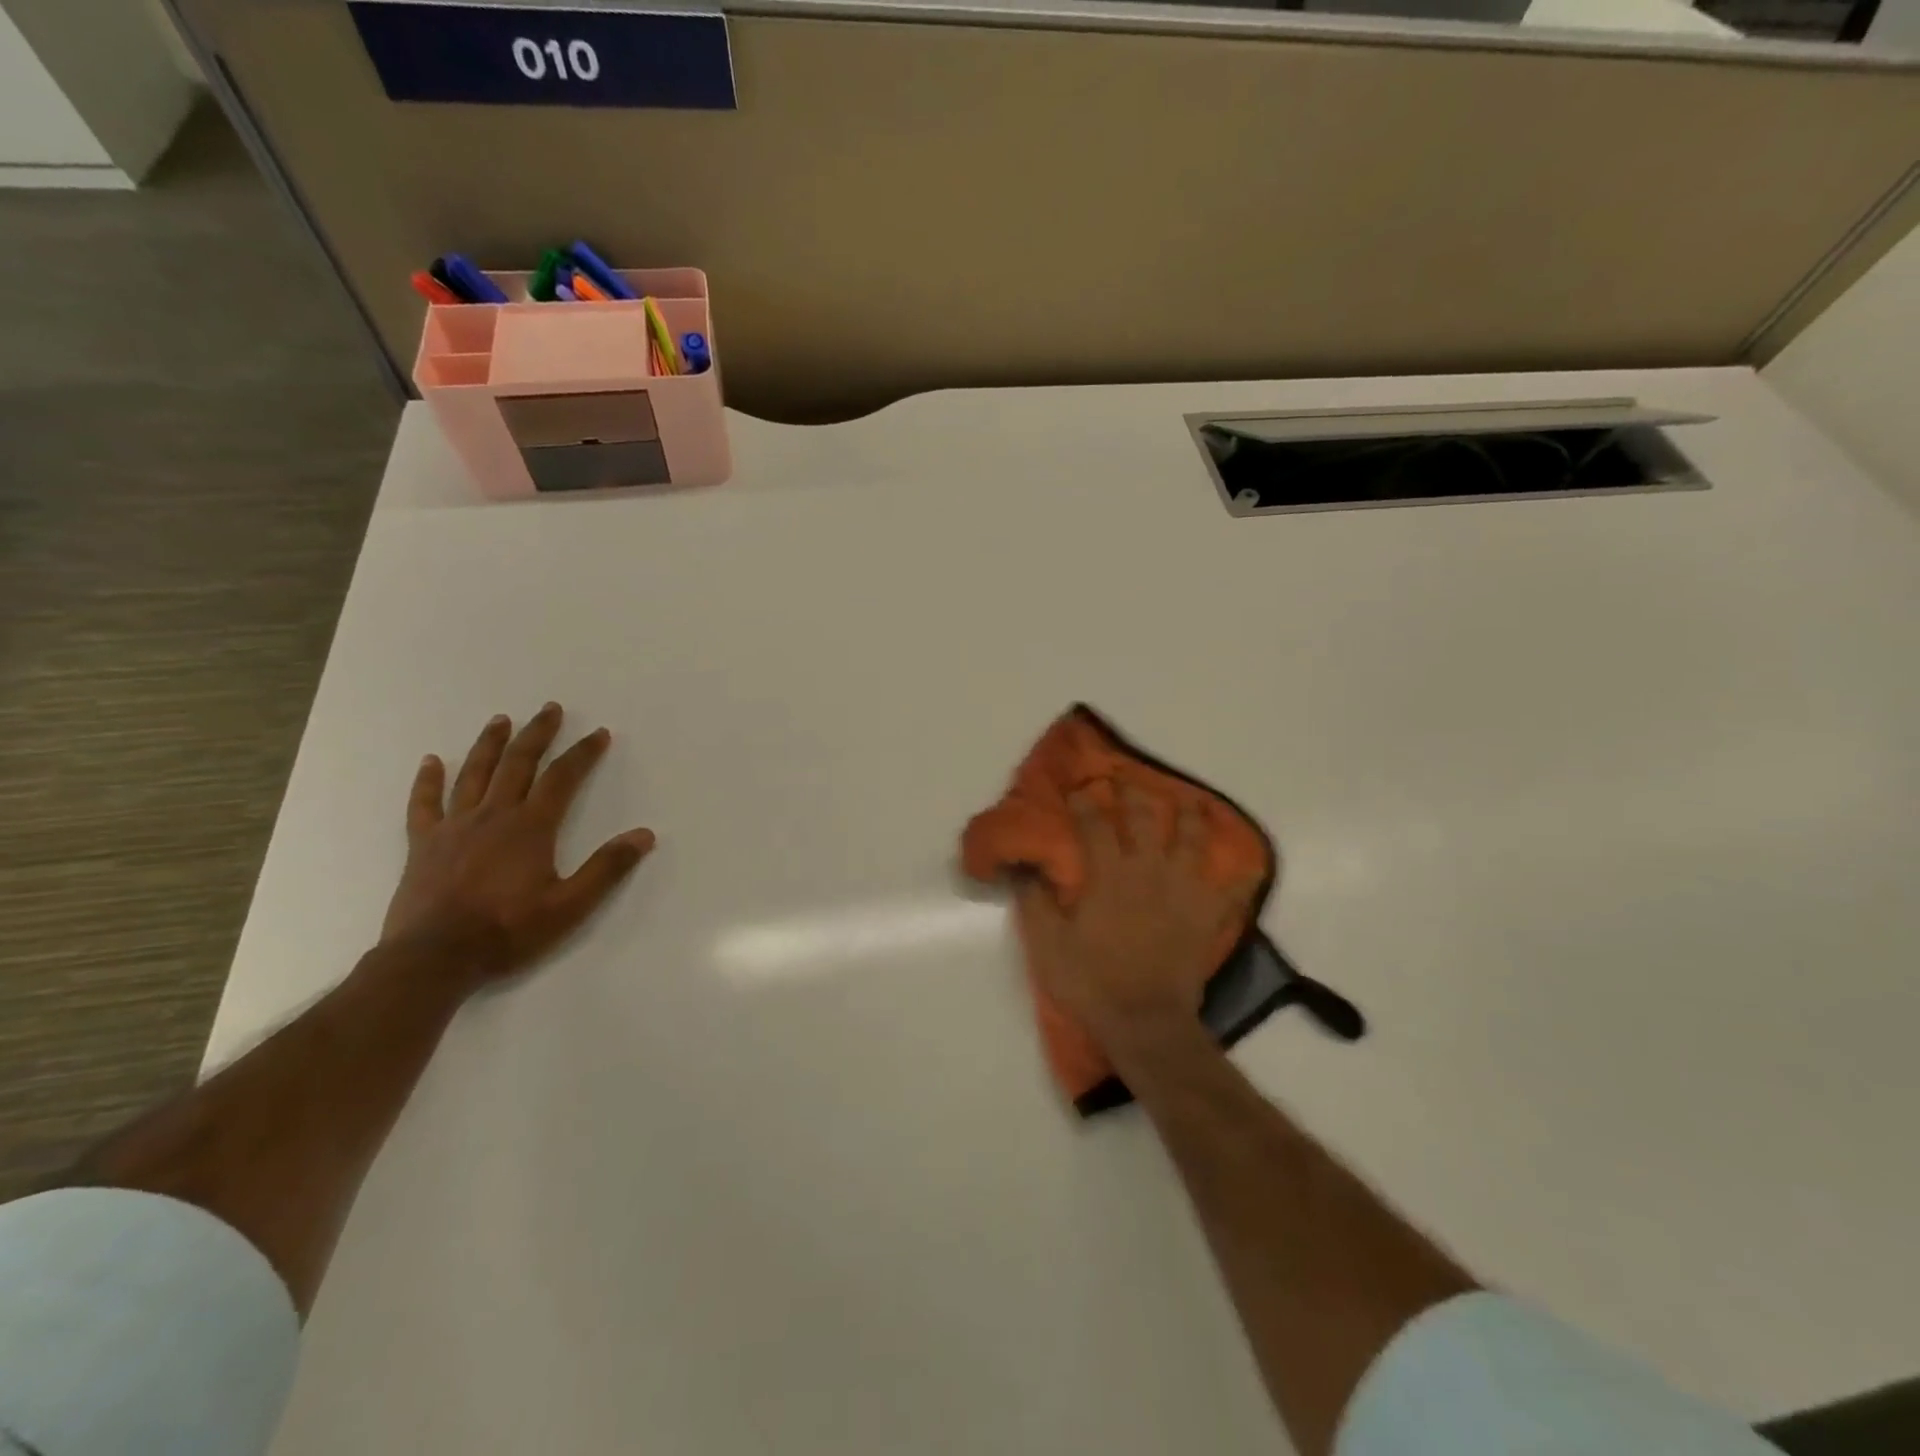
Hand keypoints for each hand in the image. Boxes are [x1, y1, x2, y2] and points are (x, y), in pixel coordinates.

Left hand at [380, 703, 655, 987]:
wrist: (434, 958)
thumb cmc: (508, 931)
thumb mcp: (570, 905)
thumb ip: (607, 868)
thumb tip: (645, 835)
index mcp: (531, 827)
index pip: (562, 779)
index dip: (582, 754)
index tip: (599, 734)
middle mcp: (494, 816)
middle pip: (518, 764)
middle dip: (537, 734)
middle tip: (550, 709)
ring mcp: (455, 827)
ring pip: (474, 774)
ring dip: (490, 745)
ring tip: (501, 720)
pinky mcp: (424, 844)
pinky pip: (425, 804)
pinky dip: (428, 781)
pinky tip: (431, 761)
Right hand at [1015, 785, 1259, 1041]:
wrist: (1146, 1021)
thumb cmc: (1092, 980)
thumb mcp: (1048, 943)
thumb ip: (1034, 899)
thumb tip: (1024, 865)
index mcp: (1109, 873)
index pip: (1094, 824)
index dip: (1084, 802)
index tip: (1077, 789)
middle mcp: (1148, 870)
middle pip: (1144, 818)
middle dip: (1134, 794)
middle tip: (1127, 779)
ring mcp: (1183, 890)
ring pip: (1192, 840)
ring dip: (1190, 816)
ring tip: (1190, 802)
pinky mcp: (1207, 915)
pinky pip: (1231, 889)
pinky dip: (1240, 875)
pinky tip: (1245, 865)